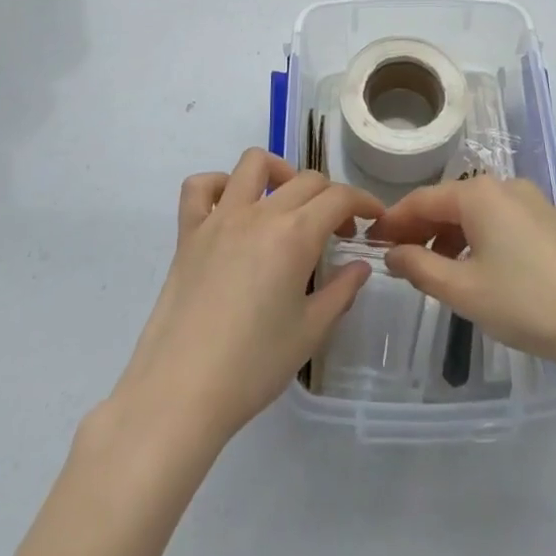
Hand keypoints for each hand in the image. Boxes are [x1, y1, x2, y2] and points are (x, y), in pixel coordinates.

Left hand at [110, 148, 383, 446]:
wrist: (181, 392)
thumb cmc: (253, 366)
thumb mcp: (310, 332)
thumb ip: (341, 292)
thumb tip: (361, 266)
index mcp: (295, 235)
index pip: (339, 197)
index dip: (363, 201)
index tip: (374, 218)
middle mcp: (260, 213)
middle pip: (305, 180)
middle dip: (331, 196)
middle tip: (338, 230)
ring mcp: (219, 218)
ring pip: (253, 163)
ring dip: (279, 172)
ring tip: (288, 203)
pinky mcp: (188, 232)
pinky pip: (200, 187)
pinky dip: (220, 185)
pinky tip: (233, 209)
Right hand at [368, 175, 555, 377]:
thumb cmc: (527, 303)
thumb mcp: (464, 290)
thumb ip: (420, 266)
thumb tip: (391, 252)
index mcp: (479, 193)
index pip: (422, 199)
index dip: (393, 220)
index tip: (370, 241)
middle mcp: (503, 185)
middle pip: (448, 202)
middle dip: (420, 228)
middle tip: (395, 258)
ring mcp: (529, 200)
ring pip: (474, 212)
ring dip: (448, 236)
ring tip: (431, 270)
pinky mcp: (546, 219)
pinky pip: (497, 220)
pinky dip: (475, 238)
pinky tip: (471, 268)